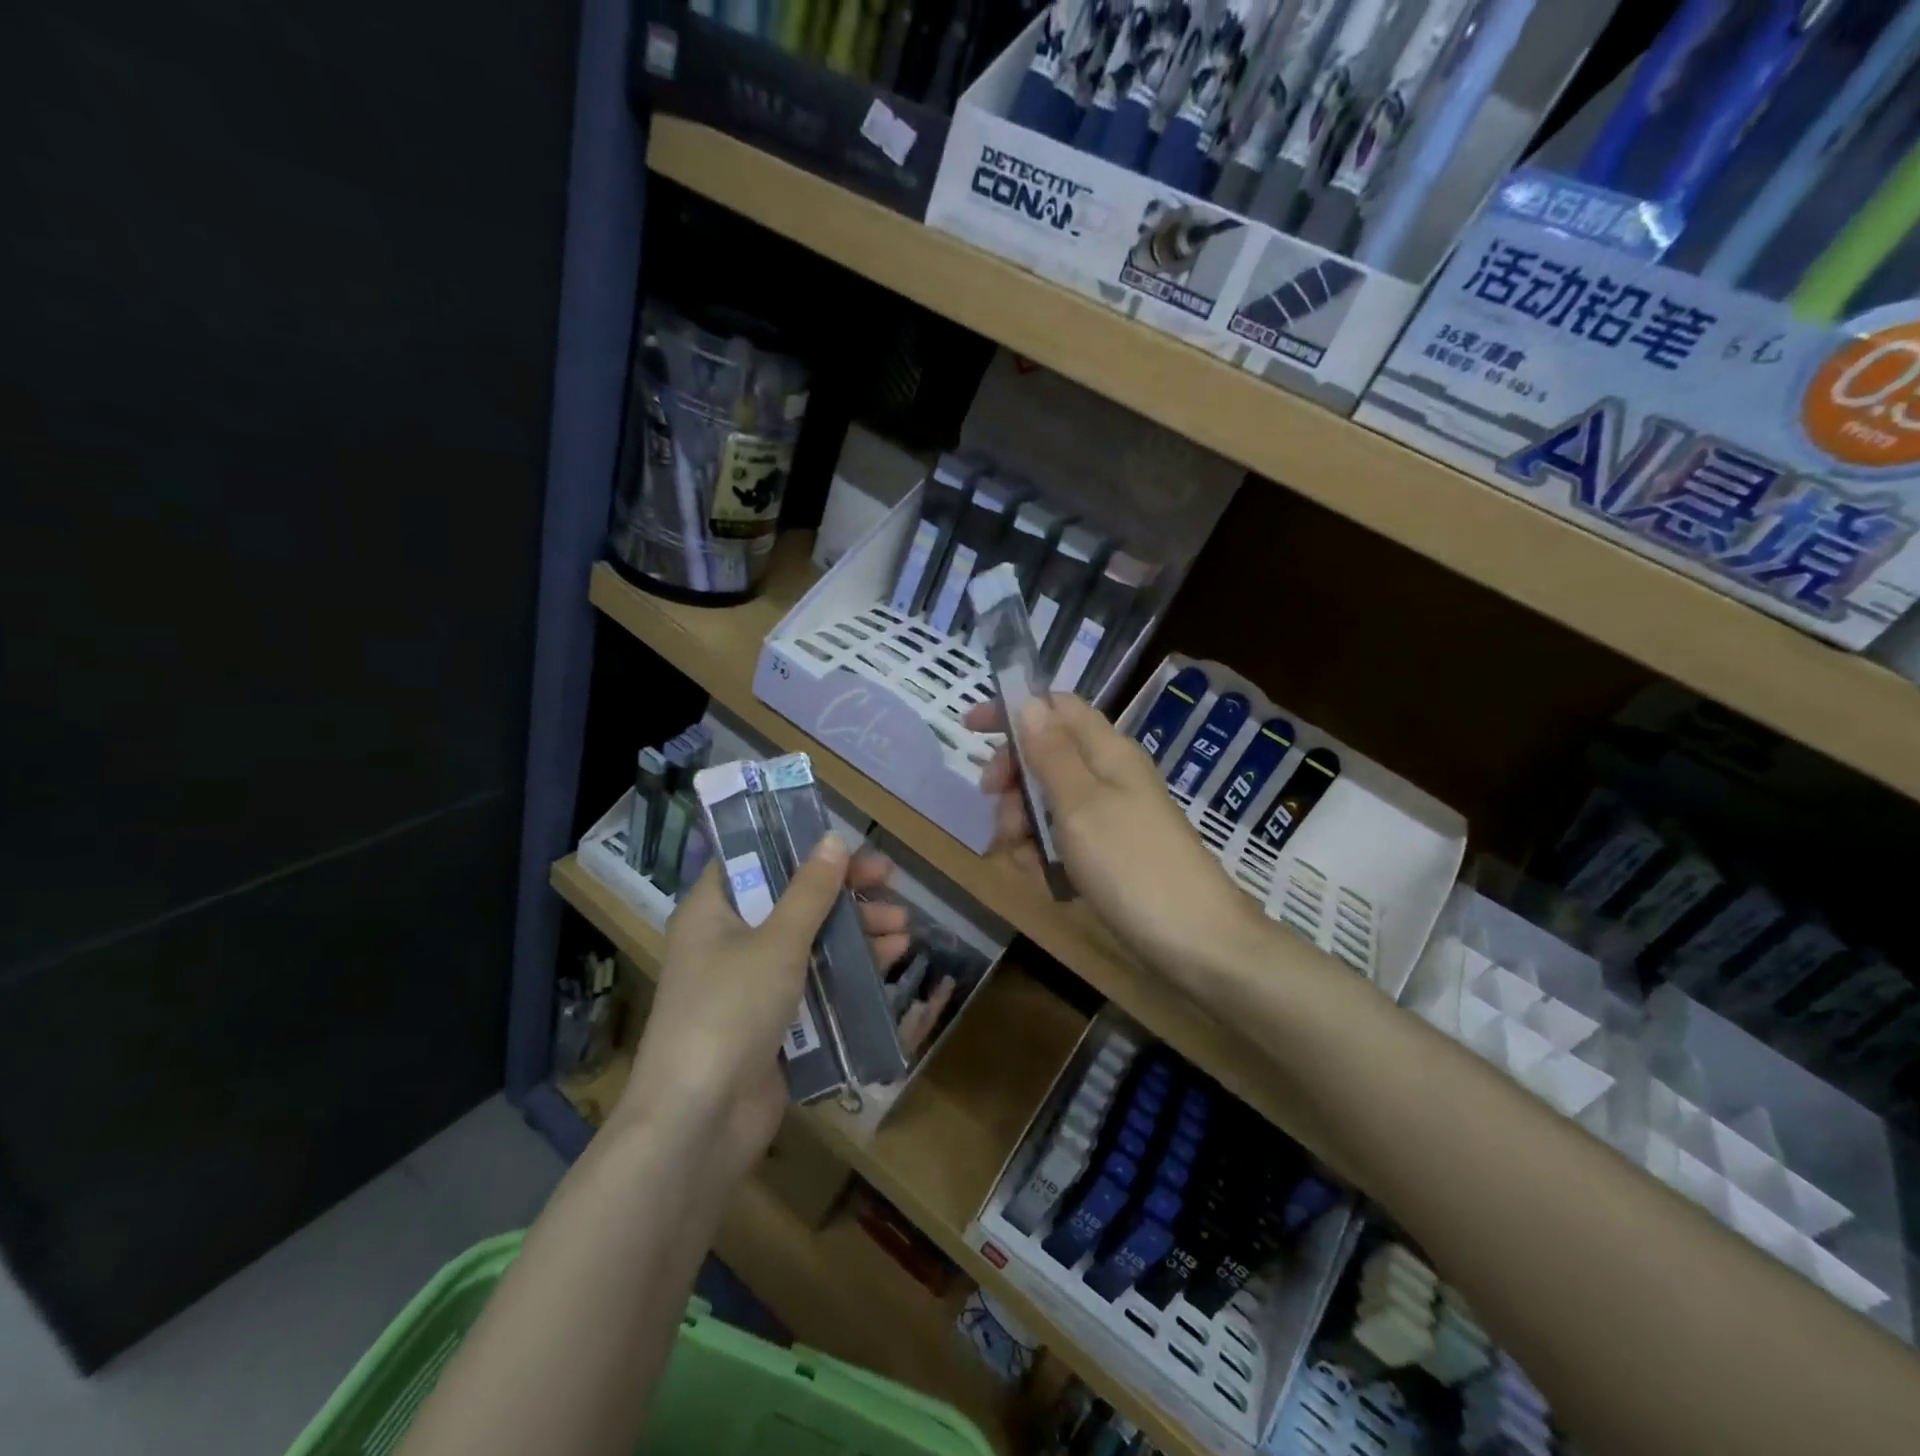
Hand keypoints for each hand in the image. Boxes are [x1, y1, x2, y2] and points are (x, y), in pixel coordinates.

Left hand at [620, 838, 907, 1181]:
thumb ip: (810, 892)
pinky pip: (815, 983)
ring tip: (903, 926)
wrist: (699, 1124)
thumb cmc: (729, 1011)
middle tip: (890, 880)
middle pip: (791, 901)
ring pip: (809, 943)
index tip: (845, 843)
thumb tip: (833, 840)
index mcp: (712, 911)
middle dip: (843, 892)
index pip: (753, 859)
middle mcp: (727, 942)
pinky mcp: (772, 1023)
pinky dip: (848, 970)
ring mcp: (750, 985)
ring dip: (855, 932)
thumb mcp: (776, 943)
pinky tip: (889, 961)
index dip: (798, 846)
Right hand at [966, 695, 1267, 978]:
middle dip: (1013, 780)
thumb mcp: (1081, 804)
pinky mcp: (1113, 851)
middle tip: (996, 810)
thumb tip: (1029, 702)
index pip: (1056, 706)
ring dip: (1024, 823)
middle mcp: (1111, 774)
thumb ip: (1051, 753)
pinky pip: (1066, 837)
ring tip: (1021, 859)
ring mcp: (1114, 814)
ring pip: (1050, 800)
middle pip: (1047, 754)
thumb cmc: (1132, 865)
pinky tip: (1042, 878)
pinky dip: (1046, 851)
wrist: (1196, 941)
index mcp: (1108, 750)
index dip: (1013, 711)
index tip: (970, 730)